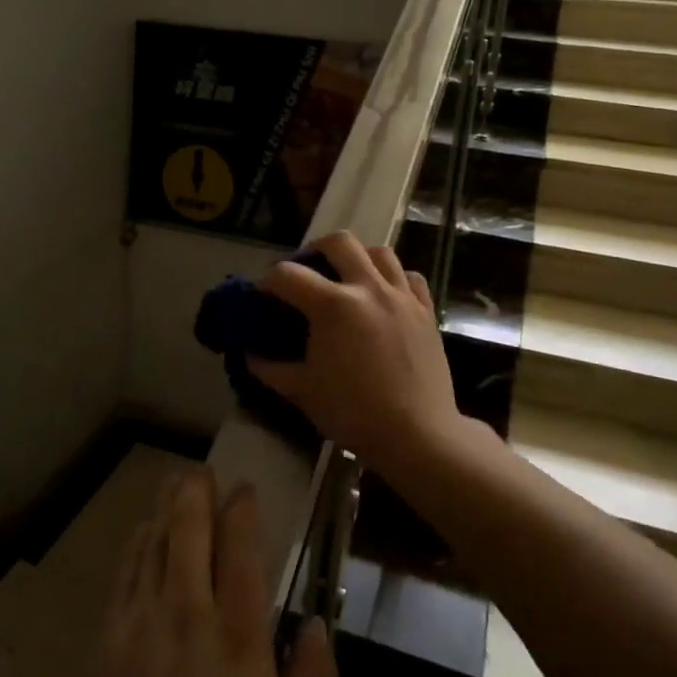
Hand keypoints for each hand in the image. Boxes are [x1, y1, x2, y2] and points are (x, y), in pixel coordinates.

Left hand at [39, 470, 337, 676]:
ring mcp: (141, 621)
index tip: (244, 489)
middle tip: (201, 469)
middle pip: (190, 527)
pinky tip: (140, 535)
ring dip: (165, 508)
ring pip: (153, 541)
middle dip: (197, 490)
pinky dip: (136, 543)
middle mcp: (188, 610)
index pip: (241, 545)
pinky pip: (124, 573)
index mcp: (238, 631)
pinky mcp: (106, 641)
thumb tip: (320, 623)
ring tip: (172, 485)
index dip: (242, 508)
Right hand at [247, 232, 461, 486]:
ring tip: (348, 277)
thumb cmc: (353, 413)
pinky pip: (410, 277)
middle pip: (339, 242)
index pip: (288, 275)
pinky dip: (395, 277)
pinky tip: (385, 294)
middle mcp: (368, 288)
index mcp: (332, 305)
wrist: (417, 435)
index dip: (267, 281)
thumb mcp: (302, 391)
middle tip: (307, 270)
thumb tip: (250, 355)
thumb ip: (270, 369)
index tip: (262, 295)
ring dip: (358, 257)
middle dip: (315, 249)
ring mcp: (401, 296)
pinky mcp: (426, 311)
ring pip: (380, 252)